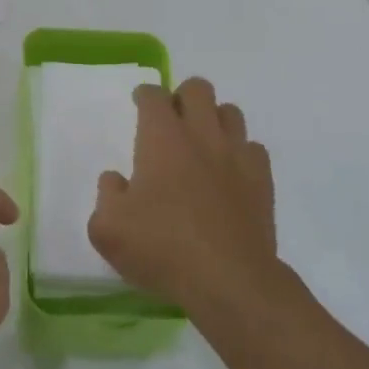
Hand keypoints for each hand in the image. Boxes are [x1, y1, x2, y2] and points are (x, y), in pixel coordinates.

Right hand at [88, 77, 279, 322]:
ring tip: (202, 144)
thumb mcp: (108, 229)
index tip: (140, 104)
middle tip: (172, 122)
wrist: (229, 279)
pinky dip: (240, 153)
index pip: (154, 95)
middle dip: (182, 96)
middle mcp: (201, 134)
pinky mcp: (262, 179)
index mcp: (162, 138)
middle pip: (197, 88)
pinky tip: (230, 174)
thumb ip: (106, 195)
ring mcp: (236, 154)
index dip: (145, 95)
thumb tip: (116, 180)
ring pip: (230, 112)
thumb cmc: (162, 248)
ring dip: (214, 119)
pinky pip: (253, 148)